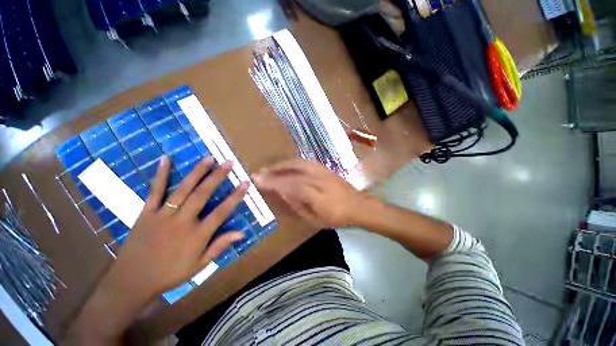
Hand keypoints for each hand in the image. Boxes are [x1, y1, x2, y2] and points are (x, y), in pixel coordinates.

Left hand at [106, 156, 246, 297]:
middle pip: (202, 195)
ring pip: (182, 189)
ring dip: (197, 172)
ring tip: (208, 158)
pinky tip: (165, 159)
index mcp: (197, 235)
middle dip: (217, 177)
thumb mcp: (199, 266)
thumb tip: (242, 233)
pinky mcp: (146, 213)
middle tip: (228, 162)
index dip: (235, 196)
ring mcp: (162, 215)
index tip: (245, 183)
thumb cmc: (170, 274)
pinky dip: (160, 175)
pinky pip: (155, 191)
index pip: (221, 212)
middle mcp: (182, 221)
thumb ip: (219, 246)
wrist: (132, 281)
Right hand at [252, 159, 366, 227]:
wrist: (358, 206)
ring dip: (283, 164)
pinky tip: (287, 165)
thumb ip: (297, 205)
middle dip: (275, 169)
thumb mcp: (315, 219)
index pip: (290, 185)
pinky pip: (306, 162)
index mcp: (317, 196)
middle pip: (293, 170)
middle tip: (261, 171)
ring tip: (271, 167)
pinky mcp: (325, 168)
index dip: (273, 182)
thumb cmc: (337, 217)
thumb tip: (283, 192)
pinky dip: (293, 163)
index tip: (258, 180)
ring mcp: (323, 171)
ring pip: (299, 163)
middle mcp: (319, 179)